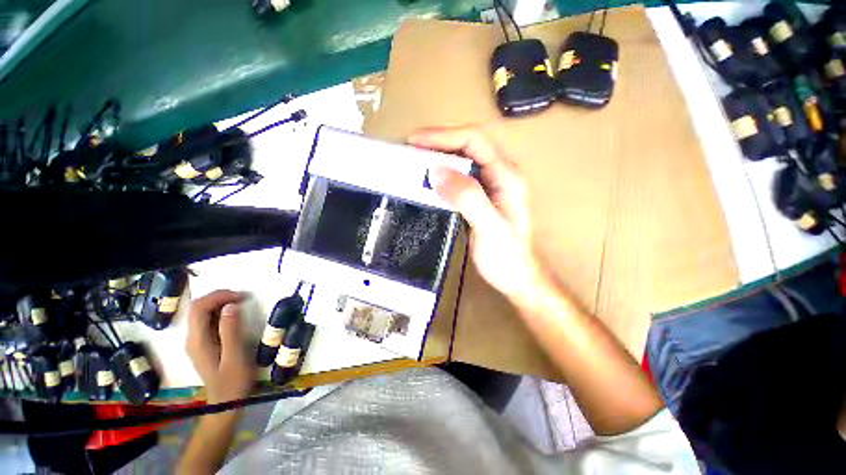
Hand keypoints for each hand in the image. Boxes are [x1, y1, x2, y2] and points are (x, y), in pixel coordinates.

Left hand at [186, 290, 254, 403]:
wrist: (226, 402)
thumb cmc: (233, 381)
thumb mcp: (235, 356)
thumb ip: (231, 331)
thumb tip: (231, 306)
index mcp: (198, 341)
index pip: (199, 308)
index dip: (219, 296)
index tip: (242, 296)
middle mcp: (192, 338)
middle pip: (198, 308)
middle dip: (219, 297)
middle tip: (243, 298)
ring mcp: (196, 341)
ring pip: (202, 313)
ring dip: (220, 303)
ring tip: (241, 303)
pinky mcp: (203, 344)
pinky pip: (207, 321)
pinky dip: (220, 312)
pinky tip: (234, 315)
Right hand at [409, 126, 542, 301]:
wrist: (517, 277)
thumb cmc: (507, 257)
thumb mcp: (489, 228)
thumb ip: (468, 198)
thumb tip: (437, 172)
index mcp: (506, 176)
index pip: (475, 140)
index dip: (444, 136)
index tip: (416, 142)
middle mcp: (500, 175)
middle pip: (468, 145)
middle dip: (438, 143)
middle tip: (411, 150)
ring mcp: (490, 186)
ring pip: (462, 160)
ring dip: (438, 157)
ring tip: (415, 162)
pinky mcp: (481, 198)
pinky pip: (459, 178)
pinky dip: (441, 175)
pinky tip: (428, 182)